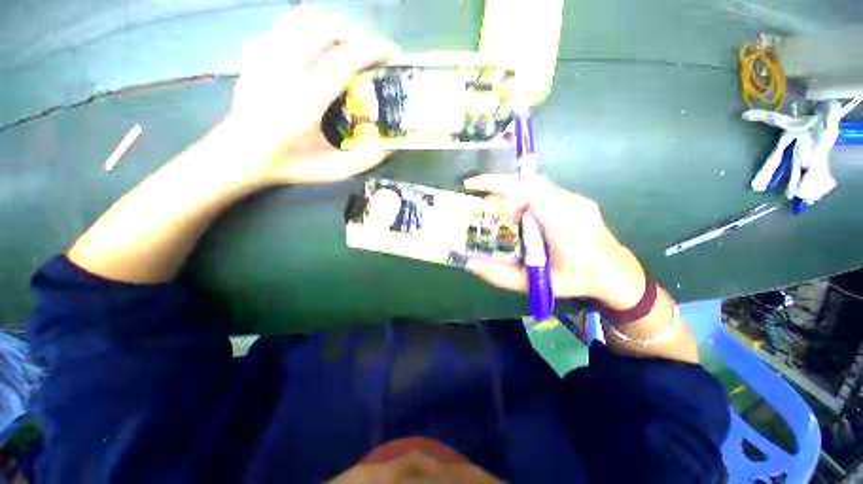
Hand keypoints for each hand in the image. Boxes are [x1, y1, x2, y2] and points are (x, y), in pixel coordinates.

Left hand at [220, 7, 399, 184]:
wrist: (241, 154)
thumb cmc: (290, 165)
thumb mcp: (333, 171)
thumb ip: (364, 160)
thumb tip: (389, 146)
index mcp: (304, 103)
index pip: (341, 60)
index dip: (371, 50)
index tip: (391, 53)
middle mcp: (283, 72)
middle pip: (321, 26)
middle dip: (354, 31)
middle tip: (370, 50)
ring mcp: (266, 58)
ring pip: (301, 17)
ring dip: (333, 25)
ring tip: (349, 44)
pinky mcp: (258, 54)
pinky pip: (287, 24)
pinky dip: (311, 27)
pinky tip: (322, 45)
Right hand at [463, 174, 642, 305]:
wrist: (618, 274)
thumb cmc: (577, 282)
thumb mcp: (535, 284)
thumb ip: (500, 276)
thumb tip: (469, 264)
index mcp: (565, 225)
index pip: (532, 192)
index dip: (507, 196)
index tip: (499, 217)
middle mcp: (572, 204)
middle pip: (530, 182)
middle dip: (500, 184)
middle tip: (476, 190)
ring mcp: (576, 199)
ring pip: (536, 184)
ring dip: (511, 190)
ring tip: (497, 208)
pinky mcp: (575, 200)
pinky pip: (543, 190)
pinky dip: (523, 195)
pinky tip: (519, 214)